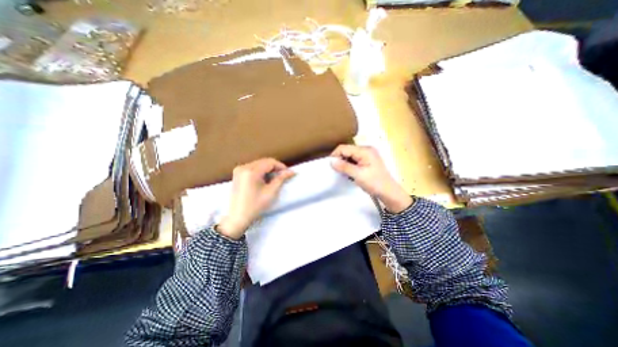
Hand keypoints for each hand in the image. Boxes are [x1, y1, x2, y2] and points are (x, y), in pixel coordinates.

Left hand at [217, 159, 293, 240]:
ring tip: (274, 178)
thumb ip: (281, 179)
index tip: (288, 173)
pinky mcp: (237, 173)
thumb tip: (291, 171)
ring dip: (268, 169)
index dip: (281, 166)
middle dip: (275, 167)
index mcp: (251, 171)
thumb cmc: (256, 205)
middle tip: (282, 175)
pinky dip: (260, 170)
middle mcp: (243, 167)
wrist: (238, 216)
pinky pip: (252, 167)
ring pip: (258, 163)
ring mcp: (238, 169)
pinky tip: (264, 179)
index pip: (270, 162)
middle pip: (264, 161)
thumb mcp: (271, 192)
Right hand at [331, 144, 412, 213]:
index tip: (330, 165)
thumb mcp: (358, 175)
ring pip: (349, 155)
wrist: (389, 192)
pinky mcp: (367, 161)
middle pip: (347, 150)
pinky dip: (349, 165)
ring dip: (344, 163)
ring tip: (342, 173)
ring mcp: (367, 155)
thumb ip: (344, 167)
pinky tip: (349, 173)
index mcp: (365, 150)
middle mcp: (366, 149)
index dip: (335, 155)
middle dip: (340, 159)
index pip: (344, 148)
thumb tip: (331, 161)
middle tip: (336, 170)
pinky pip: (354, 160)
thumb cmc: (375, 183)